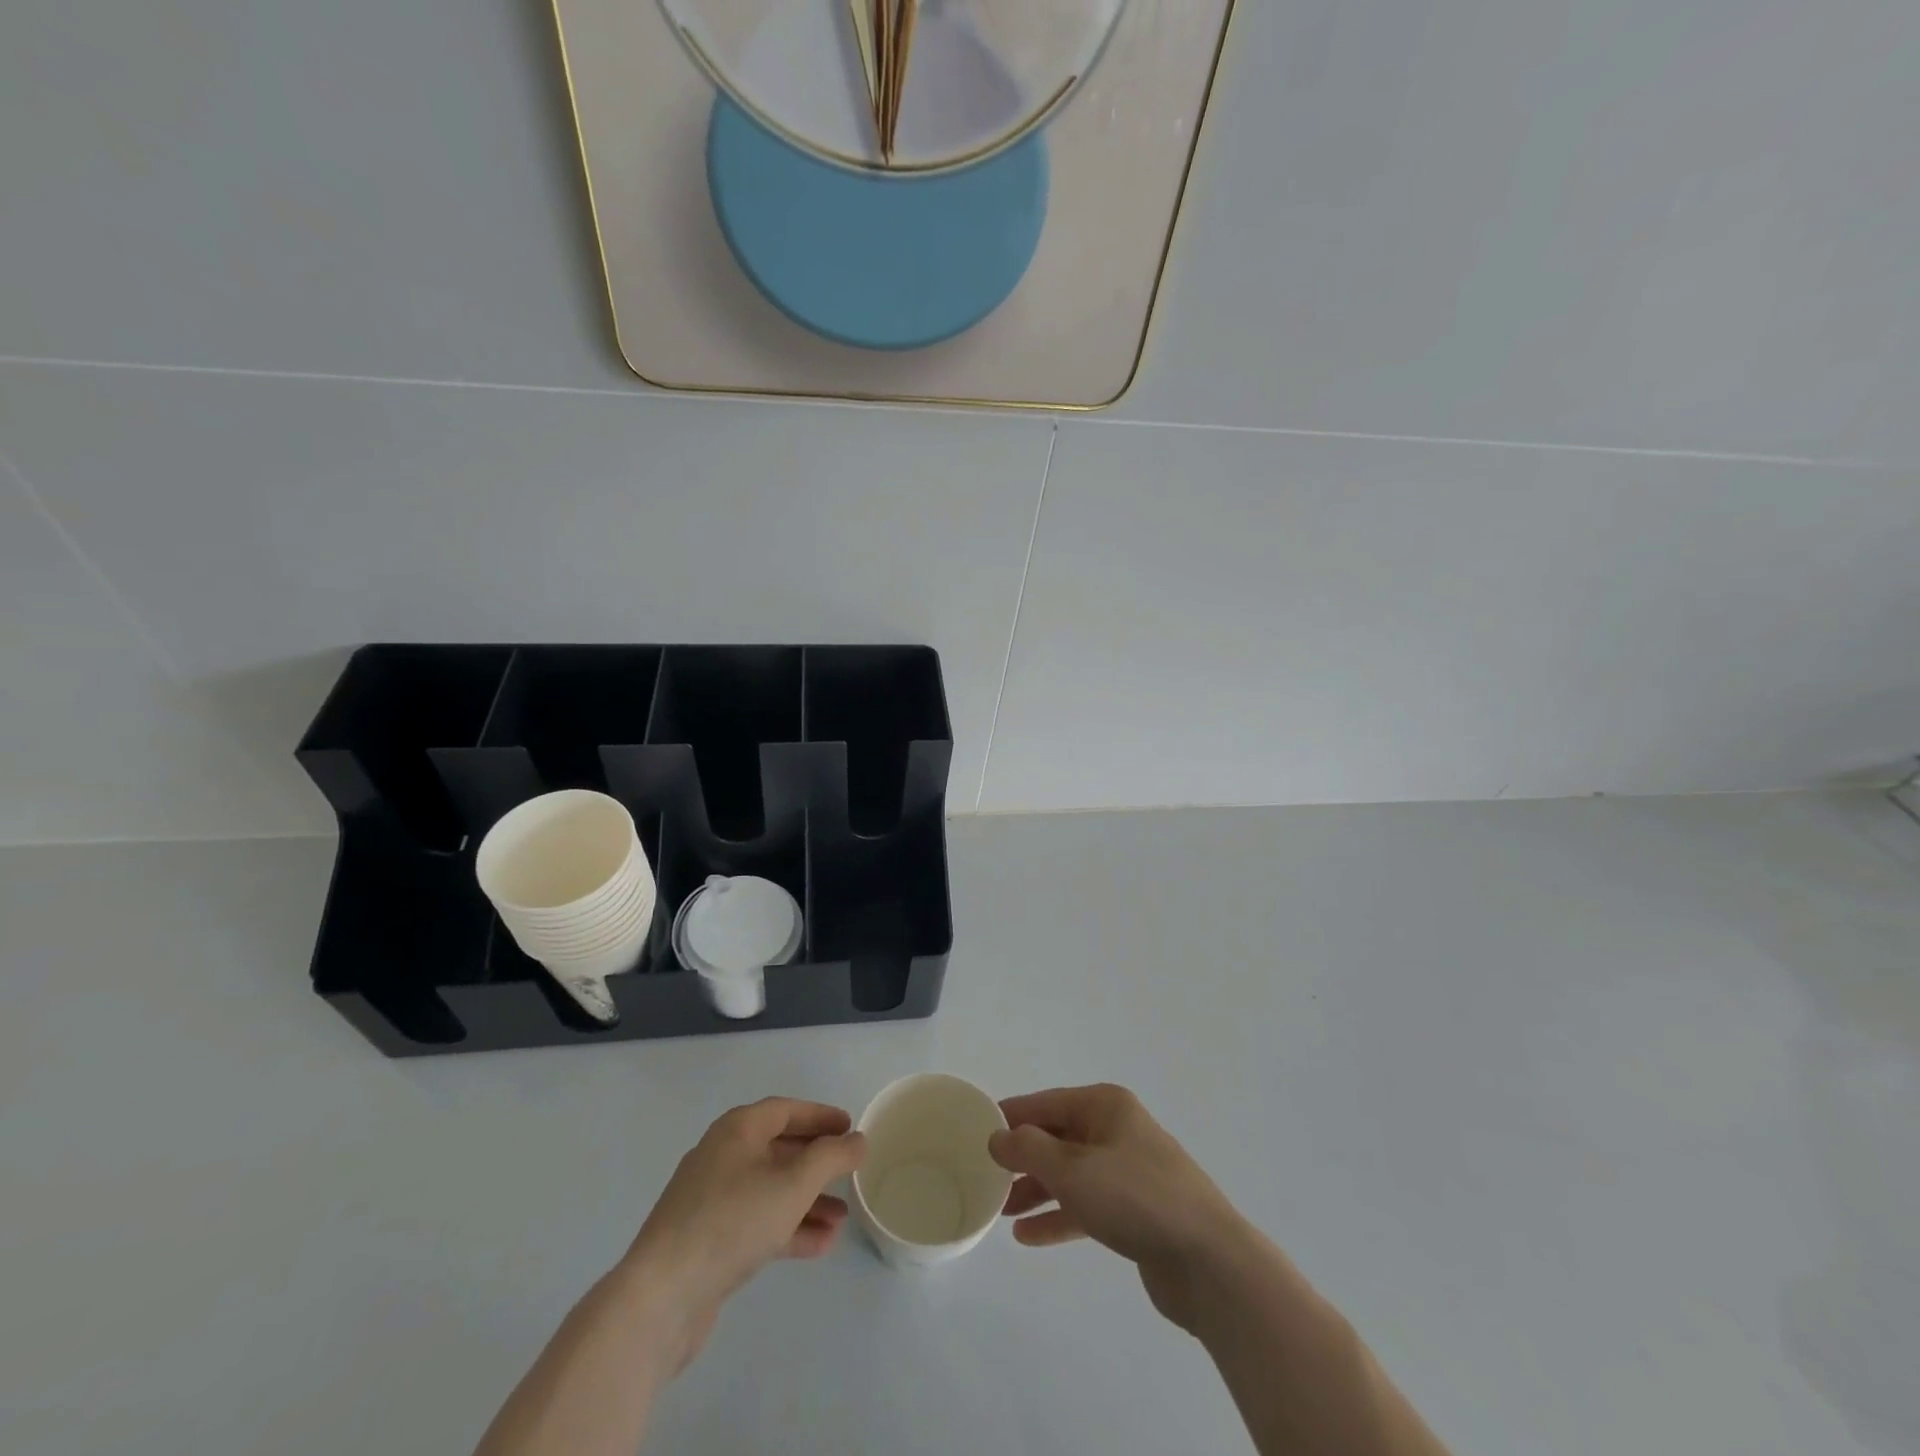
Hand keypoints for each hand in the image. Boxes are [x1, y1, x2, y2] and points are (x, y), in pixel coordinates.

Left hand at [620, 1098, 865, 1370]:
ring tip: (842, 1219)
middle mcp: (722, 1156)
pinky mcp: (706, 1240)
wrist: (660, 1298)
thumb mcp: (792, 1184)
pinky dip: (787, 1227)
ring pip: (770, 1189)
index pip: (786, 1110)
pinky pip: (756, 1221)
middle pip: (778, 1149)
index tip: (850, 1127)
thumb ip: (831, 1157)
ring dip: (807, 1200)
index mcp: (737, 1130)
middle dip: (816, 1162)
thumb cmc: (731, 1223)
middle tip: (849, 1171)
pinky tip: (819, 1245)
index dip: (820, 1116)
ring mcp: (711, 1200)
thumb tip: (857, 1140)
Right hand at [989, 1083, 1248, 1333]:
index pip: (1046, 1103)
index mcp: (1105, 1106)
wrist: (1209, 1262)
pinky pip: (1086, 1205)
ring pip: (1070, 1174)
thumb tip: (997, 1136)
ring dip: (1036, 1190)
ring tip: (1001, 1212)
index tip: (977, 1131)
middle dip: (1022, 1158)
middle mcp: (1116, 1130)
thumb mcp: (1072, 1170)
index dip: (1011, 1116)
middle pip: (1058, 1138)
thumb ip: (1028, 1150)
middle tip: (986, 1178)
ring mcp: (1128, 1171)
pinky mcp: (1135, 1211)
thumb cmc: (1135, 1198)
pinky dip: (1059, 1216)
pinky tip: (1028, 1237)